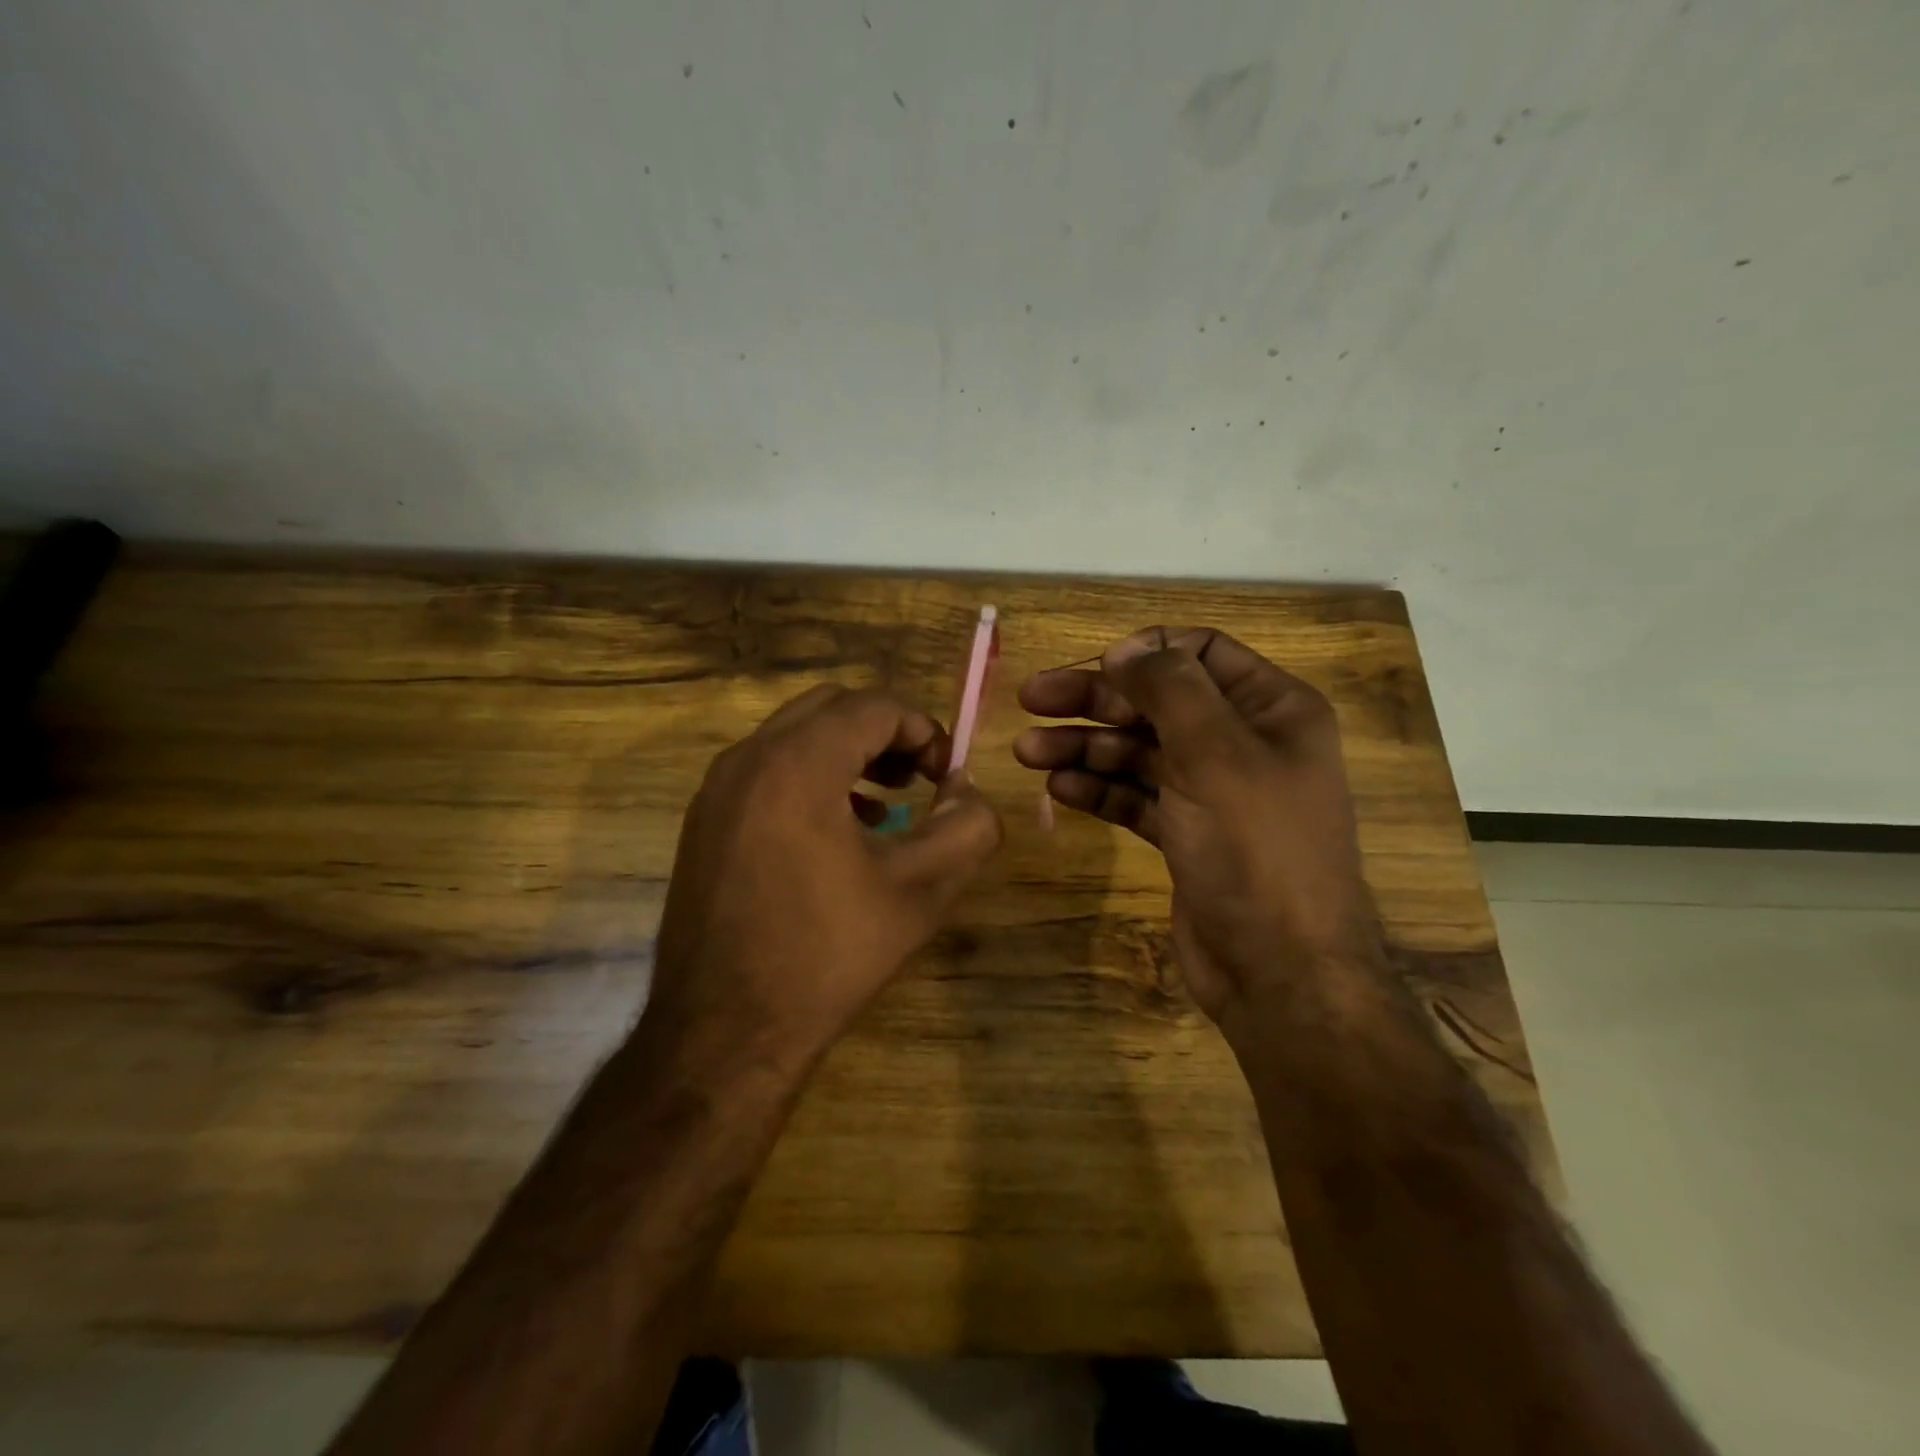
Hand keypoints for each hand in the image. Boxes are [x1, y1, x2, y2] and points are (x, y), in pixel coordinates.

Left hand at [648, 685, 1003, 1071]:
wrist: (723, 1034)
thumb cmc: (827, 957)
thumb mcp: (919, 892)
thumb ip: (966, 830)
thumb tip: (970, 794)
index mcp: (797, 765)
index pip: (874, 707)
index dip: (924, 729)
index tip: (949, 775)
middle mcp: (748, 760)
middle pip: (830, 708)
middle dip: (885, 732)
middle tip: (919, 778)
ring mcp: (716, 790)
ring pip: (794, 736)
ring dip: (847, 752)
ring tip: (886, 801)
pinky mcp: (703, 821)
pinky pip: (766, 770)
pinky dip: (809, 776)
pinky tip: (837, 829)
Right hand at [1015, 628, 1378, 1025]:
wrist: (1280, 972)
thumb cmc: (1256, 850)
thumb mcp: (1216, 754)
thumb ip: (1171, 689)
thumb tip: (1126, 649)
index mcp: (1273, 709)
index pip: (1202, 653)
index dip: (1145, 654)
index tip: (1093, 666)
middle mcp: (1244, 743)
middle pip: (1159, 702)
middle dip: (1096, 700)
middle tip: (1031, 700)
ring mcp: (1214, 792)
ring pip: (1140, 751)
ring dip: (1085, 747)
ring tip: (1027, 752)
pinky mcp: (1187, 835)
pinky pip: (1137, 797)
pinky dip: (1099, 789)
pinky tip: (1058, 788)